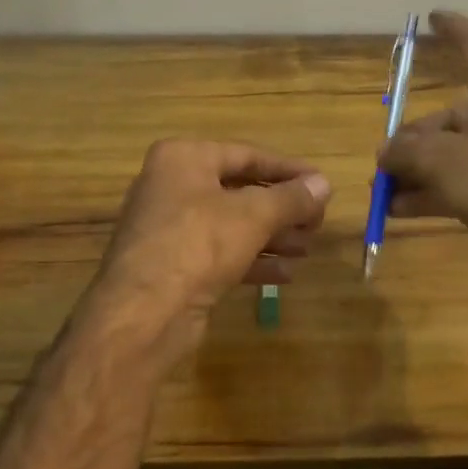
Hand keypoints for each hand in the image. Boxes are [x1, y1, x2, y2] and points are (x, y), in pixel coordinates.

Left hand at [76, 139, 331, 369]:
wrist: (143, 313)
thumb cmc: (198, 244)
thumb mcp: (254, 215)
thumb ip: (291, 198)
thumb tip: (324, 184)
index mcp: (183, 158)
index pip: (247, 155)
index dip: (288, 170)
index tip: (321, 184)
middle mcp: (172, 186)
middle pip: (239, 190)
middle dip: (282, 209)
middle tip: (317, 222)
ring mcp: (170, 228)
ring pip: (231, 225)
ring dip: (272, 236)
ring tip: (307, 248)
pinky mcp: (173, 265)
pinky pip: (220, 254)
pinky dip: (252, 260)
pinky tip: (286, 274)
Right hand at [378, 11, 467, 295]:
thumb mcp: (443, 160)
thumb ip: (407, 153)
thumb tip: (386, 154)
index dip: (454, 29)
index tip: (432, 18)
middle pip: (450, 116)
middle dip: (411, 140)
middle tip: (382, 163)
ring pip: (453, 154)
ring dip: (417, 171)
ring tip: (382, 192)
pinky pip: (463, 183)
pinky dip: (434, 193)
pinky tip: (401, 212)